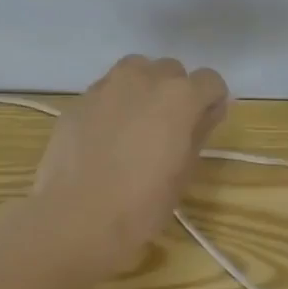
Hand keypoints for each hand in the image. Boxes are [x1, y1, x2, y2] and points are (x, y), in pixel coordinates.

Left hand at [29, 55, 229, 277]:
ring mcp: (107, 85)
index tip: (204, 124)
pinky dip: (113, 104)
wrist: (76, 217)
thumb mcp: (183, 172)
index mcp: (179, 96)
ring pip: (135, 71)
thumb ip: (199, 132)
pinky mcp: (79, 100)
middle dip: (176, 93)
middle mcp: (144, 78)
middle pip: (171, 71)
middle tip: (168, 129)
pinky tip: (105, 137)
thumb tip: (206, 112)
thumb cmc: (141, 203)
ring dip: (143, 89)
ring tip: (136, 125)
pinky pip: (106, 91)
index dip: (210, 102)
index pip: (210, 80)